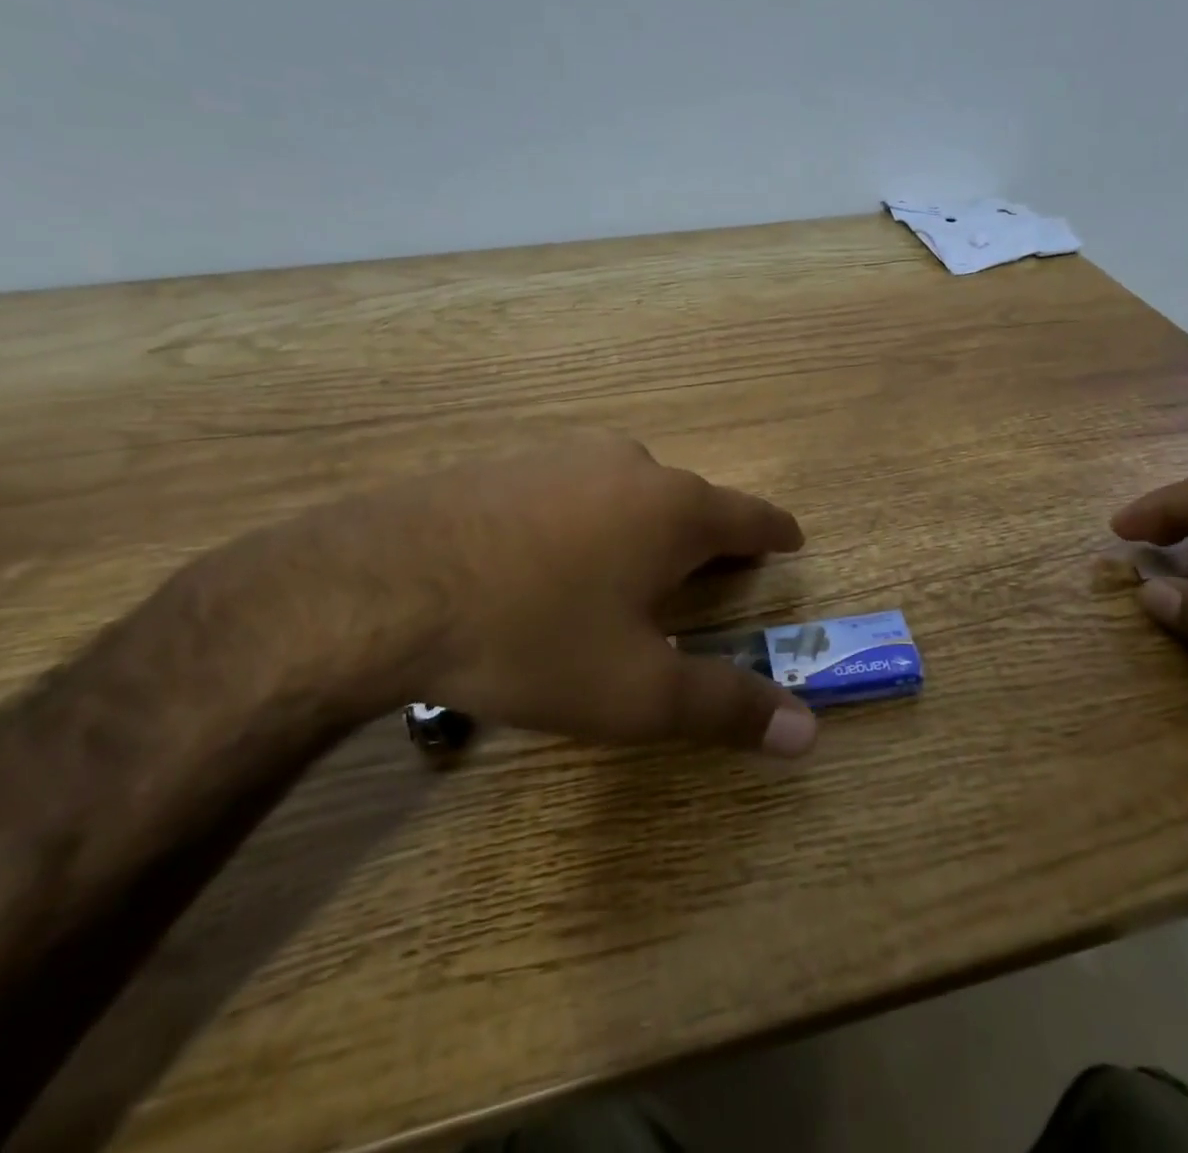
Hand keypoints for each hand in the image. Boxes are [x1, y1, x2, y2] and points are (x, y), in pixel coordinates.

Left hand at [224, 433, 816, 756]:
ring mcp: (561, 456)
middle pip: (688, 501)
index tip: (791, 538)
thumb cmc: (532, 637)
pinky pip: (571, 490)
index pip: (750, 516)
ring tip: (627, 573)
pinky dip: (584, 520)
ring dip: (641, 527)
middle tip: (706, 576)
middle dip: (705, 538)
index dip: (775, 532)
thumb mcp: (637, 691)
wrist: (379, 589)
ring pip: (626, 492)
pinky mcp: (506, 463)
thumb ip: (726, 707)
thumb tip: (808, 733)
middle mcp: (628, 465)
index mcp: (674, 510)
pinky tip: (550, 558)